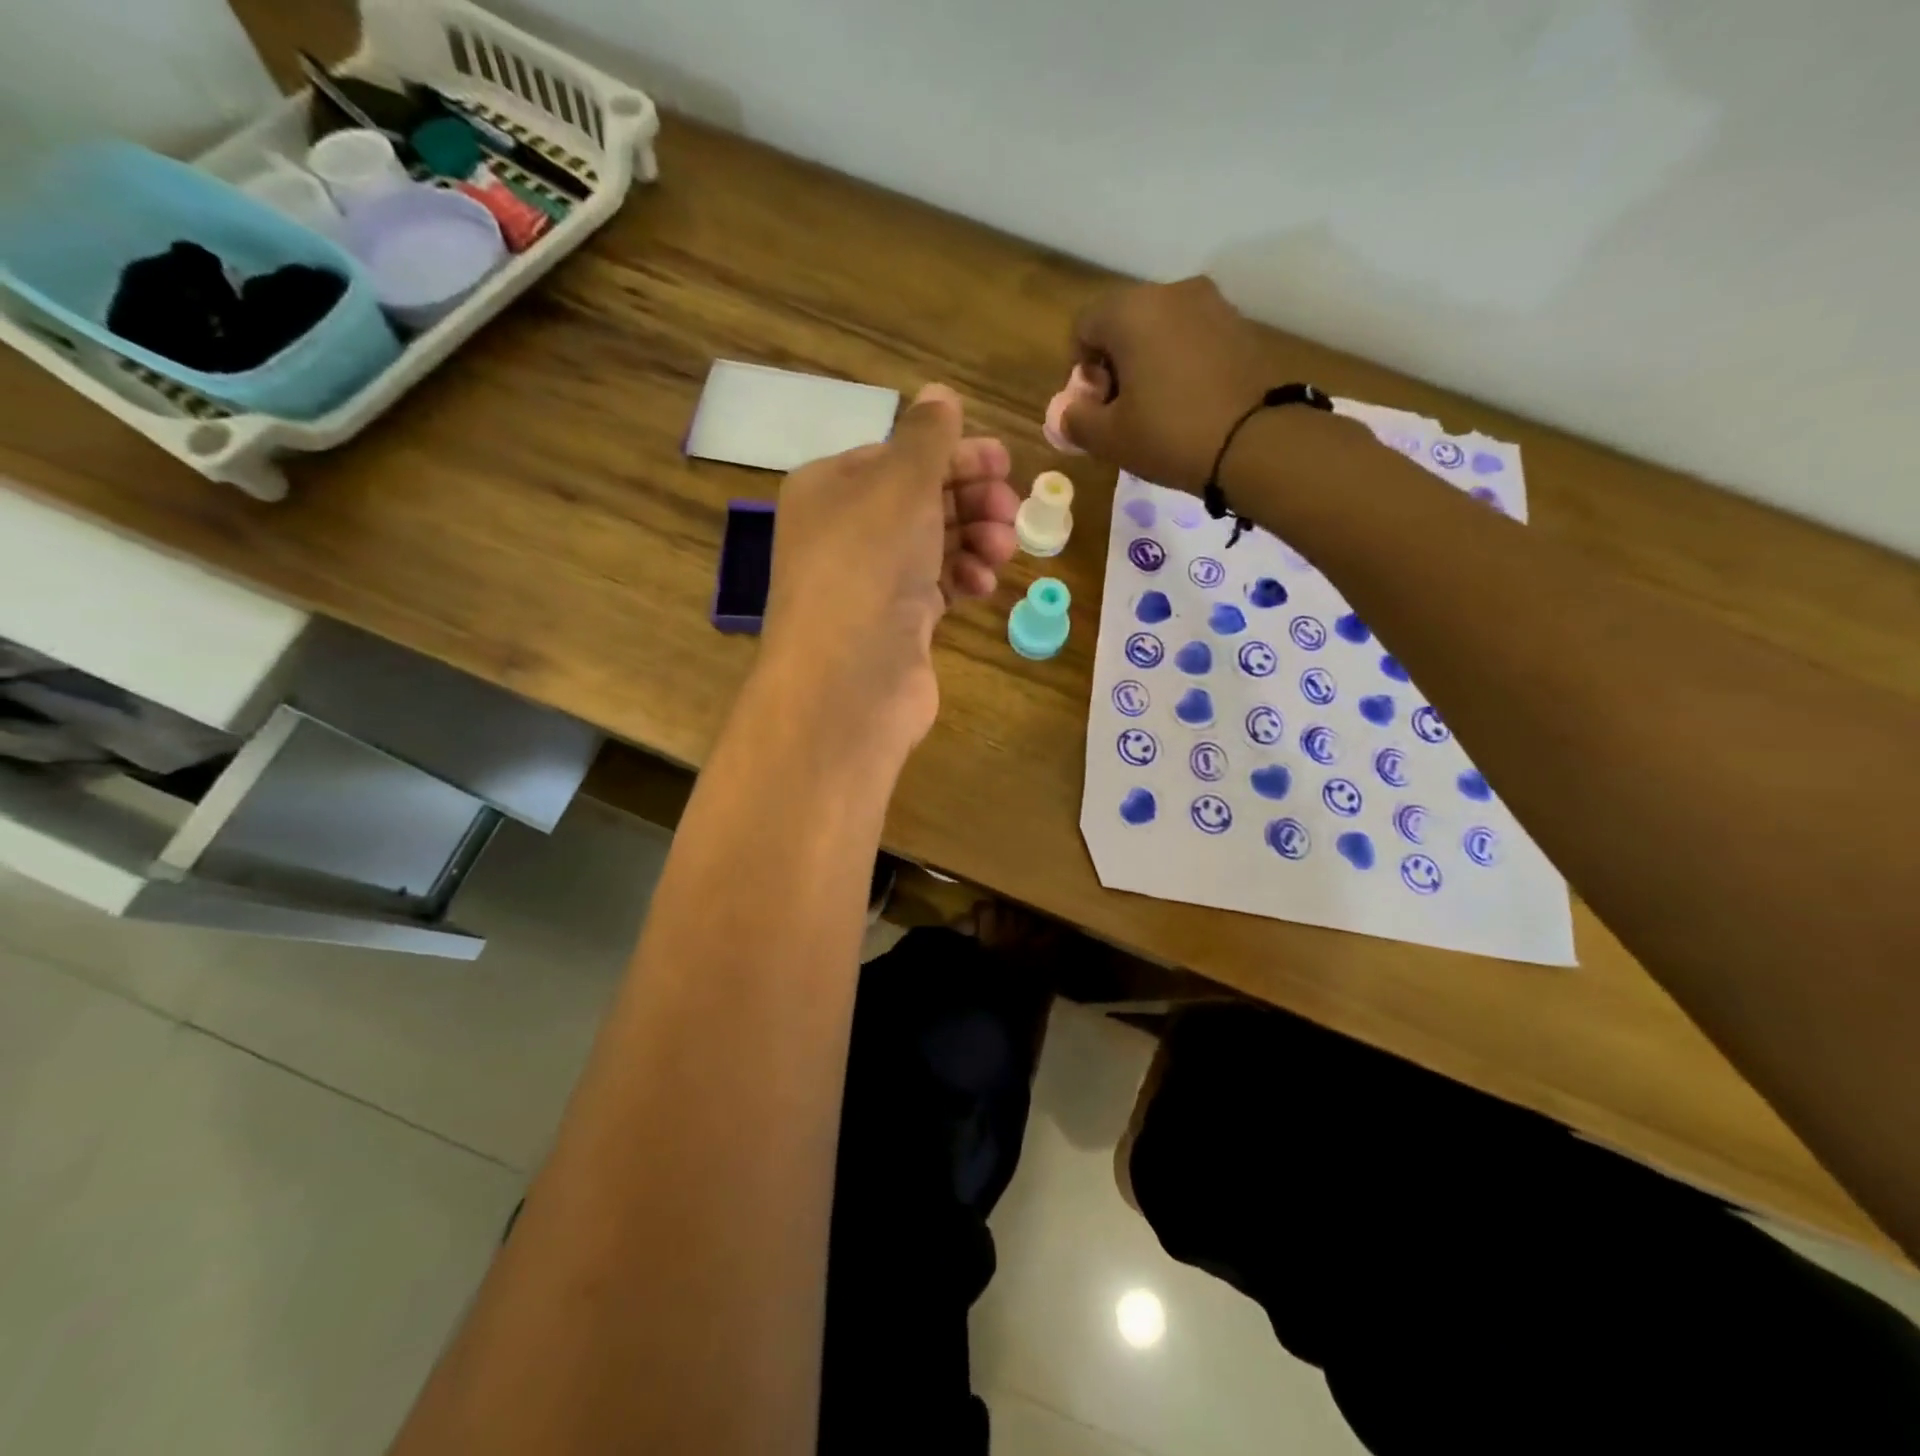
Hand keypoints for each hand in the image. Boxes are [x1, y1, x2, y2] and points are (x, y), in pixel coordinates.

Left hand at [755, 384, 1017, 756]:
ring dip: (975, 539)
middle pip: (921, 500)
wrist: (849, 680)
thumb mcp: (901, 483)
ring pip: (934, 544)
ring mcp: (870, 582)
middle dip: (972, 499)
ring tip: (1003, 549)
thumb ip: (927, 438)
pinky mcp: (895, 624)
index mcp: (831, 487)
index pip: (899, 457)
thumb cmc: (869, 565)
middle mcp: (845, 532)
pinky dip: (963, 579)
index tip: (1004, 461)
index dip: (953, 455)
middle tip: (1011, 508)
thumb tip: (939, 394)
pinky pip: (937, 587)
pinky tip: (984, 585)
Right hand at [1061, 277, 1276, 491]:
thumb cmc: (1170, 435)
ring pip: (1160, 329)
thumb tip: (1068, 412)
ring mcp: (1212, 305)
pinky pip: (1193, 339)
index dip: (1080, 369)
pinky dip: (1181, 364)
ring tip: (1157, 410)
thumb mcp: (1109, 438)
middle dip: (1115, 364)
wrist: (1257, 442)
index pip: (1084, 326)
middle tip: (1122, 411)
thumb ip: (1076, 420)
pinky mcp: (1240, 326)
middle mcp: (1171, 293)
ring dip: (1148, 363)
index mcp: (1131, 311)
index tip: (1095, 406)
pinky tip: (1188, 403)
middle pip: (1124, 323)